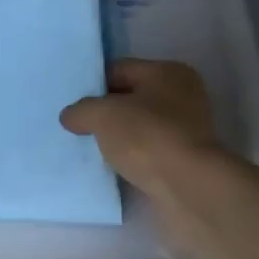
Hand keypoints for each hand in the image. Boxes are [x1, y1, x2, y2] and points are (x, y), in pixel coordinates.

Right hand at [61, 59, 221, 193]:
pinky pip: (148, 152)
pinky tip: (112, 167)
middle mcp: (183, 96)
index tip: (73, 105)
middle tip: (77, 126)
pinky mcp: (185, 160)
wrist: (188, 188)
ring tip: (91, 148)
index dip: (93, 84)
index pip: (120, 69)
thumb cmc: (147, 137)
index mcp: (168, 72)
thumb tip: (70, 116)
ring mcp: (187, 130)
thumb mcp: (102, 115)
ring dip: (118, 137)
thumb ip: (82, 110)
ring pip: (139, 127)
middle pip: (131, 98)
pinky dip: (132, 157)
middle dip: (105, 112)